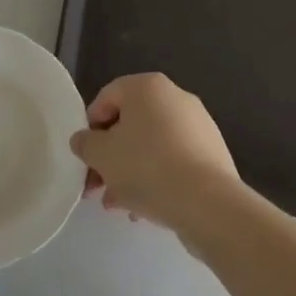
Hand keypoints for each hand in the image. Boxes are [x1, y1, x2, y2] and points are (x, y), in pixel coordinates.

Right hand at [69, 73, 241, 235]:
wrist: (208, 204)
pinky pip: (174, 160)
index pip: (106, 98)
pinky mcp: (212, 153)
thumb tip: (83, 140)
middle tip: (97, 186)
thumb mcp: (101, 155)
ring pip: (151, 146)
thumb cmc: (147, 167)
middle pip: (130, 124)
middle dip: (110, 157)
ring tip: (118, 205)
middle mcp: (175, 97)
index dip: (90, 128)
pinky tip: (144, 208)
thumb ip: (85, 143)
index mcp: (147, 86)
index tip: (85, 157)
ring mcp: (198, 125)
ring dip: (130, 172)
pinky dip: (157, 178)